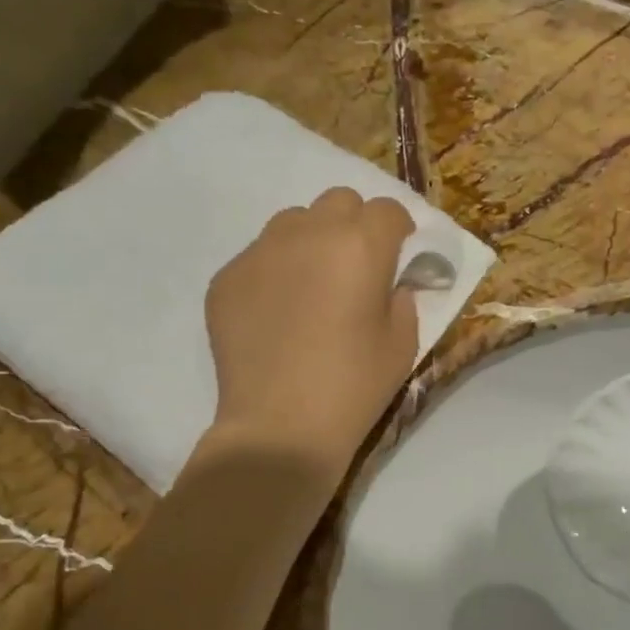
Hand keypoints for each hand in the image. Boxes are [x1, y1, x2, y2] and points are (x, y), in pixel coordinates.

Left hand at [204, 188, 419, 480]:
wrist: (280, 428)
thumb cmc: (353, 386)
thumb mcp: (403, 343)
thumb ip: (403, 297)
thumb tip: (391, 281)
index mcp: (361, 245)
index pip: (388, 210)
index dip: (398, 231)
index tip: (398, 257)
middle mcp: (309, 233)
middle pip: (339, 201)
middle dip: (355, 225)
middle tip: (355, 267)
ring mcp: (260, 251)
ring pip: (293, 221)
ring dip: (311, 240)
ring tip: (311, 284)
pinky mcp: (227, 276)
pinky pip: (258, 255)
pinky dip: (274, 270)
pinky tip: (276, 312)